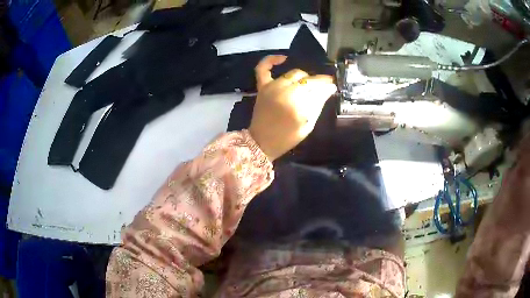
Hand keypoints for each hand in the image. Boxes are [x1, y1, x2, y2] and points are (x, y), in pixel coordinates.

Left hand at [249, 55, 336, 160]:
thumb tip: (329, 88)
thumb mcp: (308, 125)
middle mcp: (284, 92)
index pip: (316, 87)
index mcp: (297, 105)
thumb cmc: (287, 138)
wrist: (261, 142)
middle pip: (306, 79)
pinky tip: (283, 58)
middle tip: (320, 88)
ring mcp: (272, 87)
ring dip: (303, 77)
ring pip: (293, 74)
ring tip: (307, 83)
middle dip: (316, 82)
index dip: (326, 84)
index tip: (333, 84)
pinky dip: (271, 60)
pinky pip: (263, 69)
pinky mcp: (262, 87)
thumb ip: (318, 104)